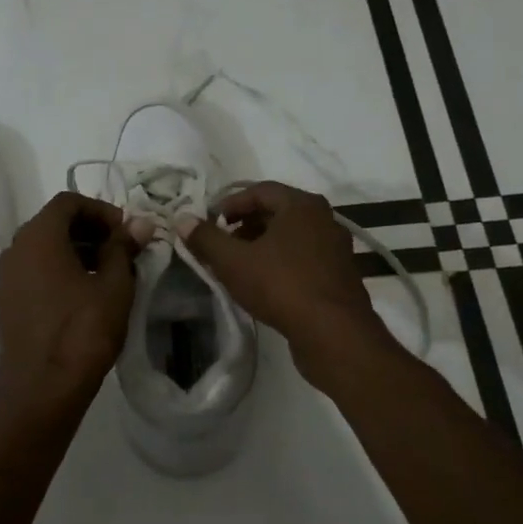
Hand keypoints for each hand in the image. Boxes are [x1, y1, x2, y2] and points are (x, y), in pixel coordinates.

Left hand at [0, 193, 145, 403]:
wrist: (41, 387)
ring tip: (108, 273)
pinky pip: (35, 271)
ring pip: (44, 248)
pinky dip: (59, 271)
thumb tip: (140, 224)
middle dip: (90, 230)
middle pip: (53, 223)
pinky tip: (85, 295)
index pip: (68, 202)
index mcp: (38, 236)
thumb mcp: (114, 285)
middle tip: (121, 250)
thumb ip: (123, 248)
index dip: (101, 209)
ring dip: (76, 251)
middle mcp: (15, 248)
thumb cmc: (82, 330)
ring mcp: (7, 276)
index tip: (125, 231)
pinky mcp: (8, 302)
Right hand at [179, 182, 395, 387]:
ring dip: (263, 245)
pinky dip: (281, 263)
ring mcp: (336, 248)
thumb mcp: (233, 261)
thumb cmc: (281, 285)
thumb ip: (205, 238)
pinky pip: (304, 258)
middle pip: (277, 212)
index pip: (260, 190)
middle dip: (245, 225)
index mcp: (302, 205)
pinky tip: (264, 284)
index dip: (230, 203)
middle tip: (222, 243)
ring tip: (239, 265)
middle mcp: (324, 219)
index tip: (210, 222)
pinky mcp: (339, 276)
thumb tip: (182, 219)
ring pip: (291, 237)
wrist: (333, 333)